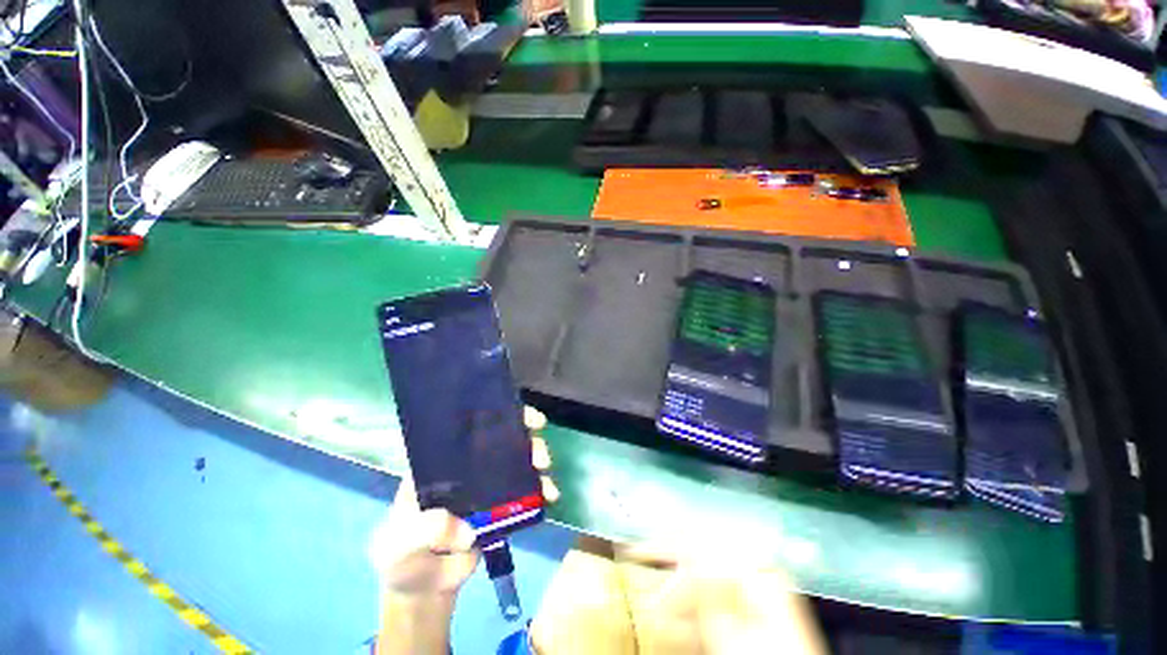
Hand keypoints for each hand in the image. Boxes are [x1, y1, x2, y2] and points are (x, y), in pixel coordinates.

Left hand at [371, 406, 558, 598]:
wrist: (426, 590)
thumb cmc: (403, 559)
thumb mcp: (401, 545)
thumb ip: (424, 532)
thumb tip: (466, 528)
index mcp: (438, 464)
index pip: (465, 429)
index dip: (488, 415)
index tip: (513, 411)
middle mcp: (466, 467)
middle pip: (498, 438)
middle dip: (522, 434)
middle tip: (533, 444)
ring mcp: (486, 485)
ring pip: (515, 459)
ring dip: (535, 456)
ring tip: (544, 467)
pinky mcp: (502, 505)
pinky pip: (525, 490)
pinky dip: (540, 488)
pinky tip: (550, 494)